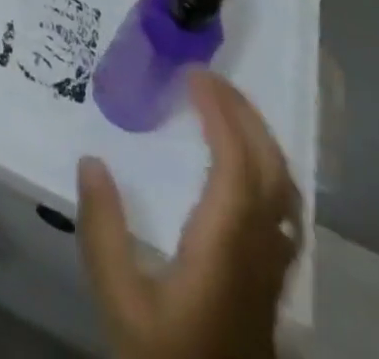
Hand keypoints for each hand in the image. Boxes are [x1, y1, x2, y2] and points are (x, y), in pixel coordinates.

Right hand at [77, 71, 301, 358]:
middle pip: (272, 172)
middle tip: (208, 78)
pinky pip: (283, 211)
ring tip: (224, 108)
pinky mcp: (272, 285)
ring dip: (260, 140)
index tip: (193, 76)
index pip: (238, 166)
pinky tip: (241, 165)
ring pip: (286, 193)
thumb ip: (103, 230)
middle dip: (246, 116)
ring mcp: (272, 272)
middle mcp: (259, 254)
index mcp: (224, 250)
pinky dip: (266, 169)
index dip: (222, 115)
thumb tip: (92, 160)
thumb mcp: (119, 302)